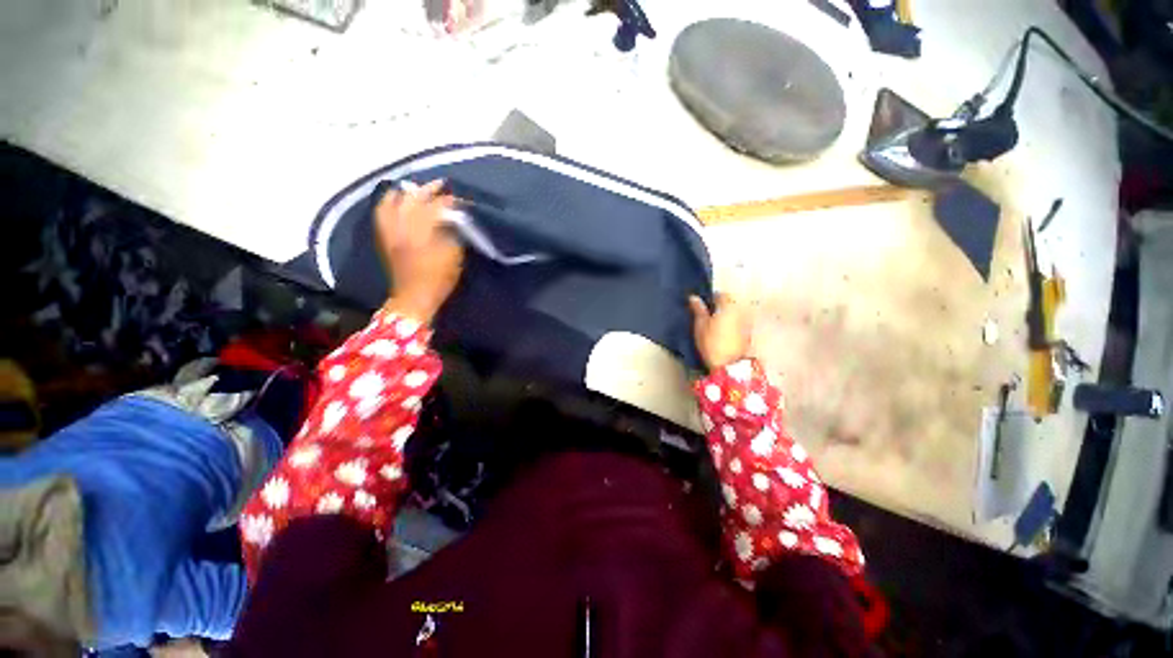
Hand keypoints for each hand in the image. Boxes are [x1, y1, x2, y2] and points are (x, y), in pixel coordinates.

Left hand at [376, 180, 463, 323]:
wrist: (414, 297)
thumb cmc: (438, 279)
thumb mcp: (454, 257)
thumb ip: (453, 234)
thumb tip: (452, 220)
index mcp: (422, 231)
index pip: (435, 207)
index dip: (448, 201)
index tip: (460, 200)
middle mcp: (402, 226)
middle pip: (412, 199)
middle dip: (427, 190)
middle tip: (440, 185)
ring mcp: (390, 231)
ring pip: (392, 202)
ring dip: (404, 193)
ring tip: (414, 189)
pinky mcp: (384, 238)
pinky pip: (382, 214)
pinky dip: (389, 204)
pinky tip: (396, 202)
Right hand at [689, 293, 750, 370]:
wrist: (728, 365)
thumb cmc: (711, 343)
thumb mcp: (700, 325)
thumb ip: (698, 310)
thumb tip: (694, 297)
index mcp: (728, 306)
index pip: (721, 295)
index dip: (712, 298)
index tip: (704, 304)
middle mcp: (741, 311)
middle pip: (731, 303)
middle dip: (721, 306)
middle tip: (709, 314)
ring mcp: (747, 323)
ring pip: (736, 314)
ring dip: (727, 316)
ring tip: (716, 324)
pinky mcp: (749, 335)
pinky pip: (739, 323)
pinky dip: (732, 325)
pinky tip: (724, 333)